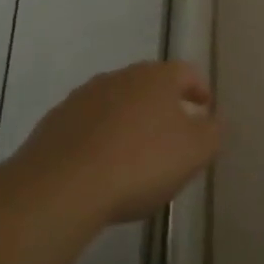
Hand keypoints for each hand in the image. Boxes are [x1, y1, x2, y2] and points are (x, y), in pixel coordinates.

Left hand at [15, 61, 221, 225]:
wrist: (57, 190)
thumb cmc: (139, 163)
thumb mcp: (196, 151)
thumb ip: (212, 131)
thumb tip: (210, 121)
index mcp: (157, 76)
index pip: (187, 72)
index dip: (199, 90)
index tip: (204, 110)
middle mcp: (119, 77)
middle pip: (148, 86)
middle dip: (162, 107)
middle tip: (171, 135)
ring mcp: (80, 100)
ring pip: (114, 105)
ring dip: (126, 123)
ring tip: (133, 157)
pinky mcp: (50, 127)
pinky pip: (85, 129)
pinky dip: (97, 142)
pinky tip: (99, 170)